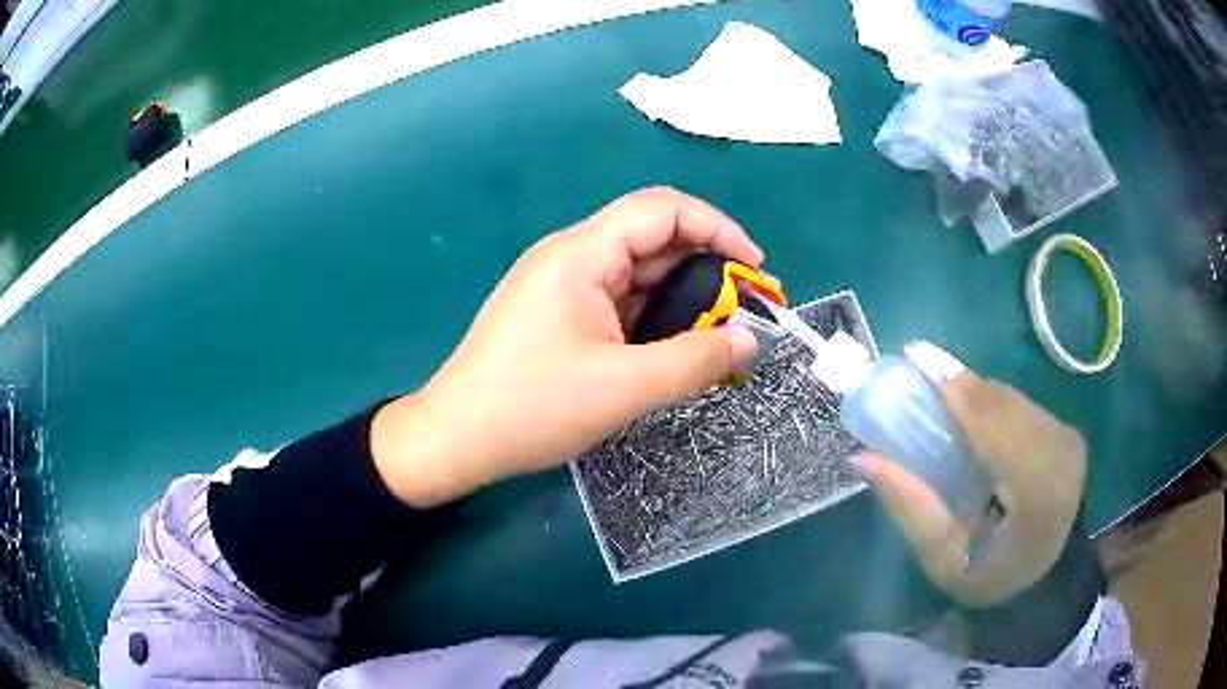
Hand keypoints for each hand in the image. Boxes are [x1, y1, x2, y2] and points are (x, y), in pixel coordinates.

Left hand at [371, 188, 761, 506]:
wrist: (455, 438)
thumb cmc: (531, 407)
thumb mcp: (623, 387)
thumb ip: (695, 361)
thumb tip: (750, 340)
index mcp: (581, 254)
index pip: (662, 210)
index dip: (717, 229)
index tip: (755, 269)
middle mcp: (571, 257)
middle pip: (652, 240)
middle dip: (706, 269)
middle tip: (744, 312)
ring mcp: (561, 287)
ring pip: (636, 275)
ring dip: (681, 299)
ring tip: (717, 336)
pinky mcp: (557, 316)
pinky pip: (618, 303)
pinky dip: (653, 319)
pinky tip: (673, 348)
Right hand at [857, 372, 1086, 607]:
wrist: (1047, 580)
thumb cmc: (989, 577)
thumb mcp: (942, 559)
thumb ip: (910, 507)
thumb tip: (862, 458)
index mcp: (1036, 495)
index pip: (997, 431)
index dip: (960, 395)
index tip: (916, 362)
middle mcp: (1060, 457)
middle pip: (1003, 405)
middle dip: (961, 386)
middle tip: (919, 367)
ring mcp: (1068, 441)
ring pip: (1013, 399)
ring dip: (976, 391)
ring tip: (939, 383)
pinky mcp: (1067, 433)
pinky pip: (1022, 404)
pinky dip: (992, 401)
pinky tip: (971, 405)